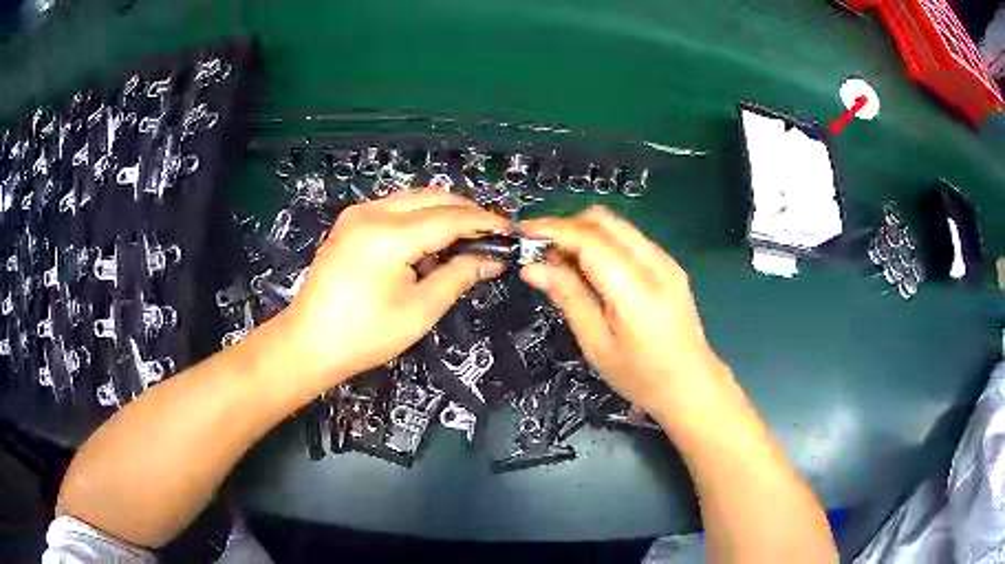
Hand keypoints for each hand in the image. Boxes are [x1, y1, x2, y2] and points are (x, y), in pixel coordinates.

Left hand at [276, 189, 509, 392]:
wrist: (308, 343)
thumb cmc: (365, 335)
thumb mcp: (420, 310)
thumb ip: (459, 276)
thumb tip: (491, 259)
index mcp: (390, 234)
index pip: (449, 217)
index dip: (484, 223)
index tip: (510, 232)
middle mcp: (372, 212)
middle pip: (432, 197)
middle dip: (465, 212)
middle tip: (491, 235)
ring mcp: (357, 214)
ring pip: (413, 199)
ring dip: (442, 214)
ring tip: (464, 241)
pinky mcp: (350, 223)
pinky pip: (395, 209)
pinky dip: (418, 219)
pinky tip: (428, 244)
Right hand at [520, 206, 728, 420]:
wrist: (692, 384)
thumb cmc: (641, 376)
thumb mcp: (596, 344)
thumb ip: (568, 297)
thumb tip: (532, 267)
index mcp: (635, 288)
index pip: (589, 239)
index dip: (552, 229)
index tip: (522, 232)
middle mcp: (654, 263)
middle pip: (603, 220)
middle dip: (566, 226)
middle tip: (540, 250)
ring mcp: (666, 260)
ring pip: (617, 225)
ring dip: (584, 232)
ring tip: (561, 261)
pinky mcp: (669, 265)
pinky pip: (629, 239)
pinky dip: (603, 242)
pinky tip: (590, 269)